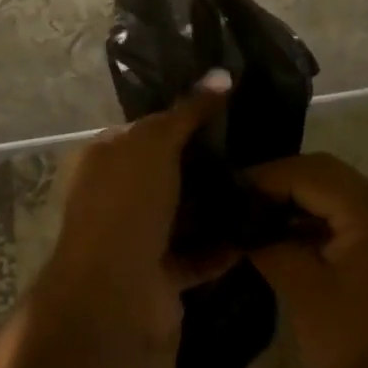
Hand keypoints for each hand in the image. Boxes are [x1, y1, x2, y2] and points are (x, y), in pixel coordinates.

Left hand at [39, 74, 232, 347]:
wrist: (114, 294)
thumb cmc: (127, 203)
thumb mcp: (155, 143)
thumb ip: (188, 111)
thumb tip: (222, 73)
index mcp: (105, 159)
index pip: (146, 130)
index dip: (182, 119)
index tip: (226, 113)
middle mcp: (116, 196)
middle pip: (168, 173)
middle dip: (205, 165)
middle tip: (253, 152)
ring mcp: (137, 238)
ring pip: (184, 215)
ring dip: (217, 206)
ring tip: (262, 188)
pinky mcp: (161, 276)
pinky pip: (198, 254)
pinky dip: (224, 246)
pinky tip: (258, 230)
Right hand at [247, 153, 367, 367]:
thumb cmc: (356, 345)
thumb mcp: (304, 291)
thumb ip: (270, 247)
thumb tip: (239, 229)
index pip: (307, 173)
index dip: (264, 178)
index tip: (227, 191)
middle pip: (321, 172)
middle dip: (277, 182)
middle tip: (237, 199)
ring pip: (331, 190)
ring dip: (293, 197)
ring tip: (251, 214)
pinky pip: (341, 213)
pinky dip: (310, 216)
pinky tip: (280, 234)